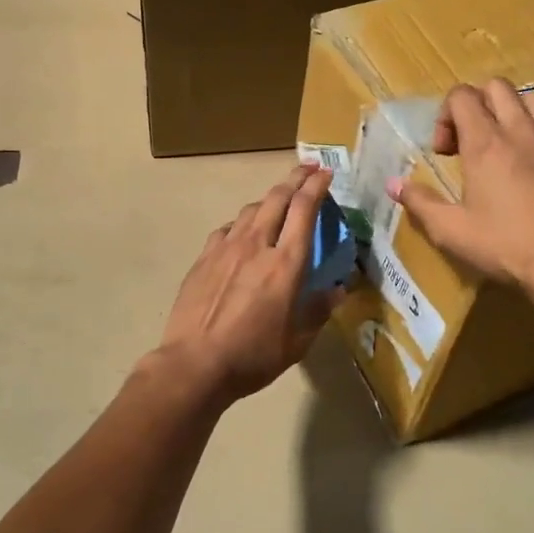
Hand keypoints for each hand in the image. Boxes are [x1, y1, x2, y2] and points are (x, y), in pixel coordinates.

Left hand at [155, 165, 339, 405]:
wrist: (195, 363)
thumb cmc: (253, 355)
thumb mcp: (298, 341)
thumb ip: (319, 310)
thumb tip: (338, 290)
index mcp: (286, 263)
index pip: (304, 210)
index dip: (317, 187)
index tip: (326, 173)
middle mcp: (257, 245)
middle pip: (277, 198)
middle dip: (295, 178)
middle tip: (308, 169)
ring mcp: (226, 248)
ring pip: (251, 209)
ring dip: (269, 198)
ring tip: (279, 200)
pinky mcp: (204, 258)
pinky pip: (227, 229)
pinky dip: (242, 223)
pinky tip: (242, 233)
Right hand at [387, 79, 533, 291]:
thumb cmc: (504, 246)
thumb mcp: (450, 231)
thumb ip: (420, 202)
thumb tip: (394, 184)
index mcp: (485, 143)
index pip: (461, 95)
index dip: (446, 115)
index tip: (445, 152)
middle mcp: (522, 131)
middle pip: (498, 87)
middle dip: (479, 105)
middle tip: (472, 142)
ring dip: (516, 113)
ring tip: (510, 145)